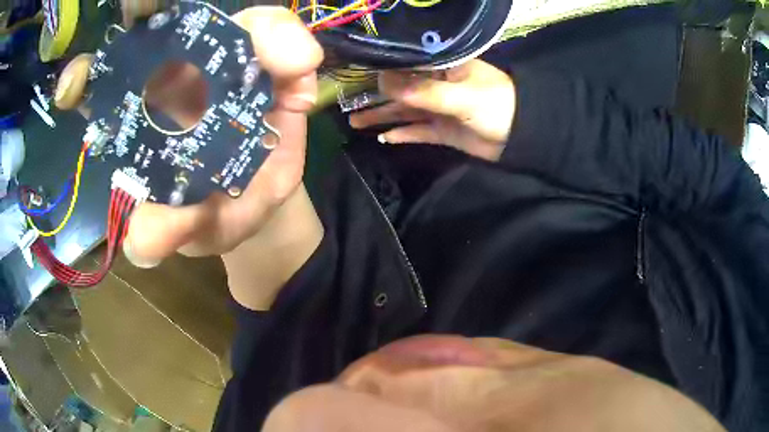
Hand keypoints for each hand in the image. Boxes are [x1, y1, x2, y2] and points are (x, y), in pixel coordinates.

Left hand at [54, 6, 323, 268]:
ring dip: (259, 32)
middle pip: (158, 25)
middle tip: (156, 6)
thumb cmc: (216, 211)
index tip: (73, 83)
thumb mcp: (193, 228)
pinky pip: (277, 35)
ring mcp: (219, 58)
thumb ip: (169, 230)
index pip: (99, 85)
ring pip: (228, 22)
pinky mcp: (261, 57)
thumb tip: (142, 243)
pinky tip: (300, 90)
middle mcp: (171, 73)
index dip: (84, 77)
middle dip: (155, 8)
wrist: (262, 195)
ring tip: (290, 64)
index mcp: (137, 116)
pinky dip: (291, 51)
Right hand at [349, 60, 516, 161]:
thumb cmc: (497, 105)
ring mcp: (440, 109)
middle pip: (400, 90)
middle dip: (375, 97)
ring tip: (355, 123)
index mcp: (443, 68)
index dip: (379, 70)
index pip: (405, 65)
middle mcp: (437, 85)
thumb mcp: (460, 96)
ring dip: (382, 117)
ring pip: (405, 112)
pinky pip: (418, 131)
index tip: (353, 75)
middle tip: (347, 105)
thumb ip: (423, 92)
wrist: (524, 137)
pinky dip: (403, 134)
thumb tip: (382, 83)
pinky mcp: (444, 130)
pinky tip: (384, 138)